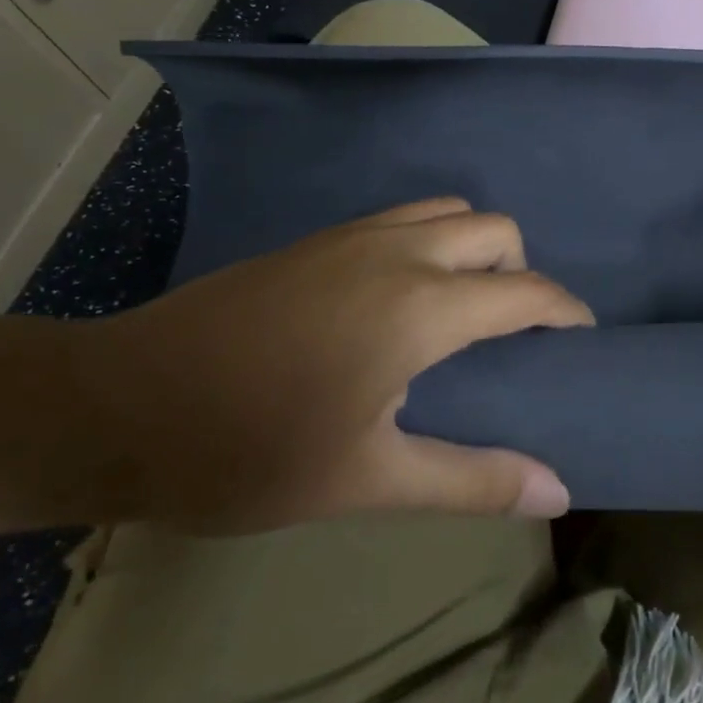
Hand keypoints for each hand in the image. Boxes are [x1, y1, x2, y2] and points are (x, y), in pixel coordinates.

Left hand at [75, 198, 591, 532]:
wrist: (121, 403)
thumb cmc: (249, 451)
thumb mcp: (368, 481)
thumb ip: (471, 480)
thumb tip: (558, 491)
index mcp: (421, 306)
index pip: (526, 292)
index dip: (566, 312)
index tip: (581, 340)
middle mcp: (399, 251)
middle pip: (495, 229)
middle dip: (521, 271)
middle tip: (511, 332)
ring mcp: (354, 235)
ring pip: (448, 210)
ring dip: (474, 247)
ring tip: (461, 308)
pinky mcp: (319, 238)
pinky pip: (404, 216)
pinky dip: (431, 240)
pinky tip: (402, 296)